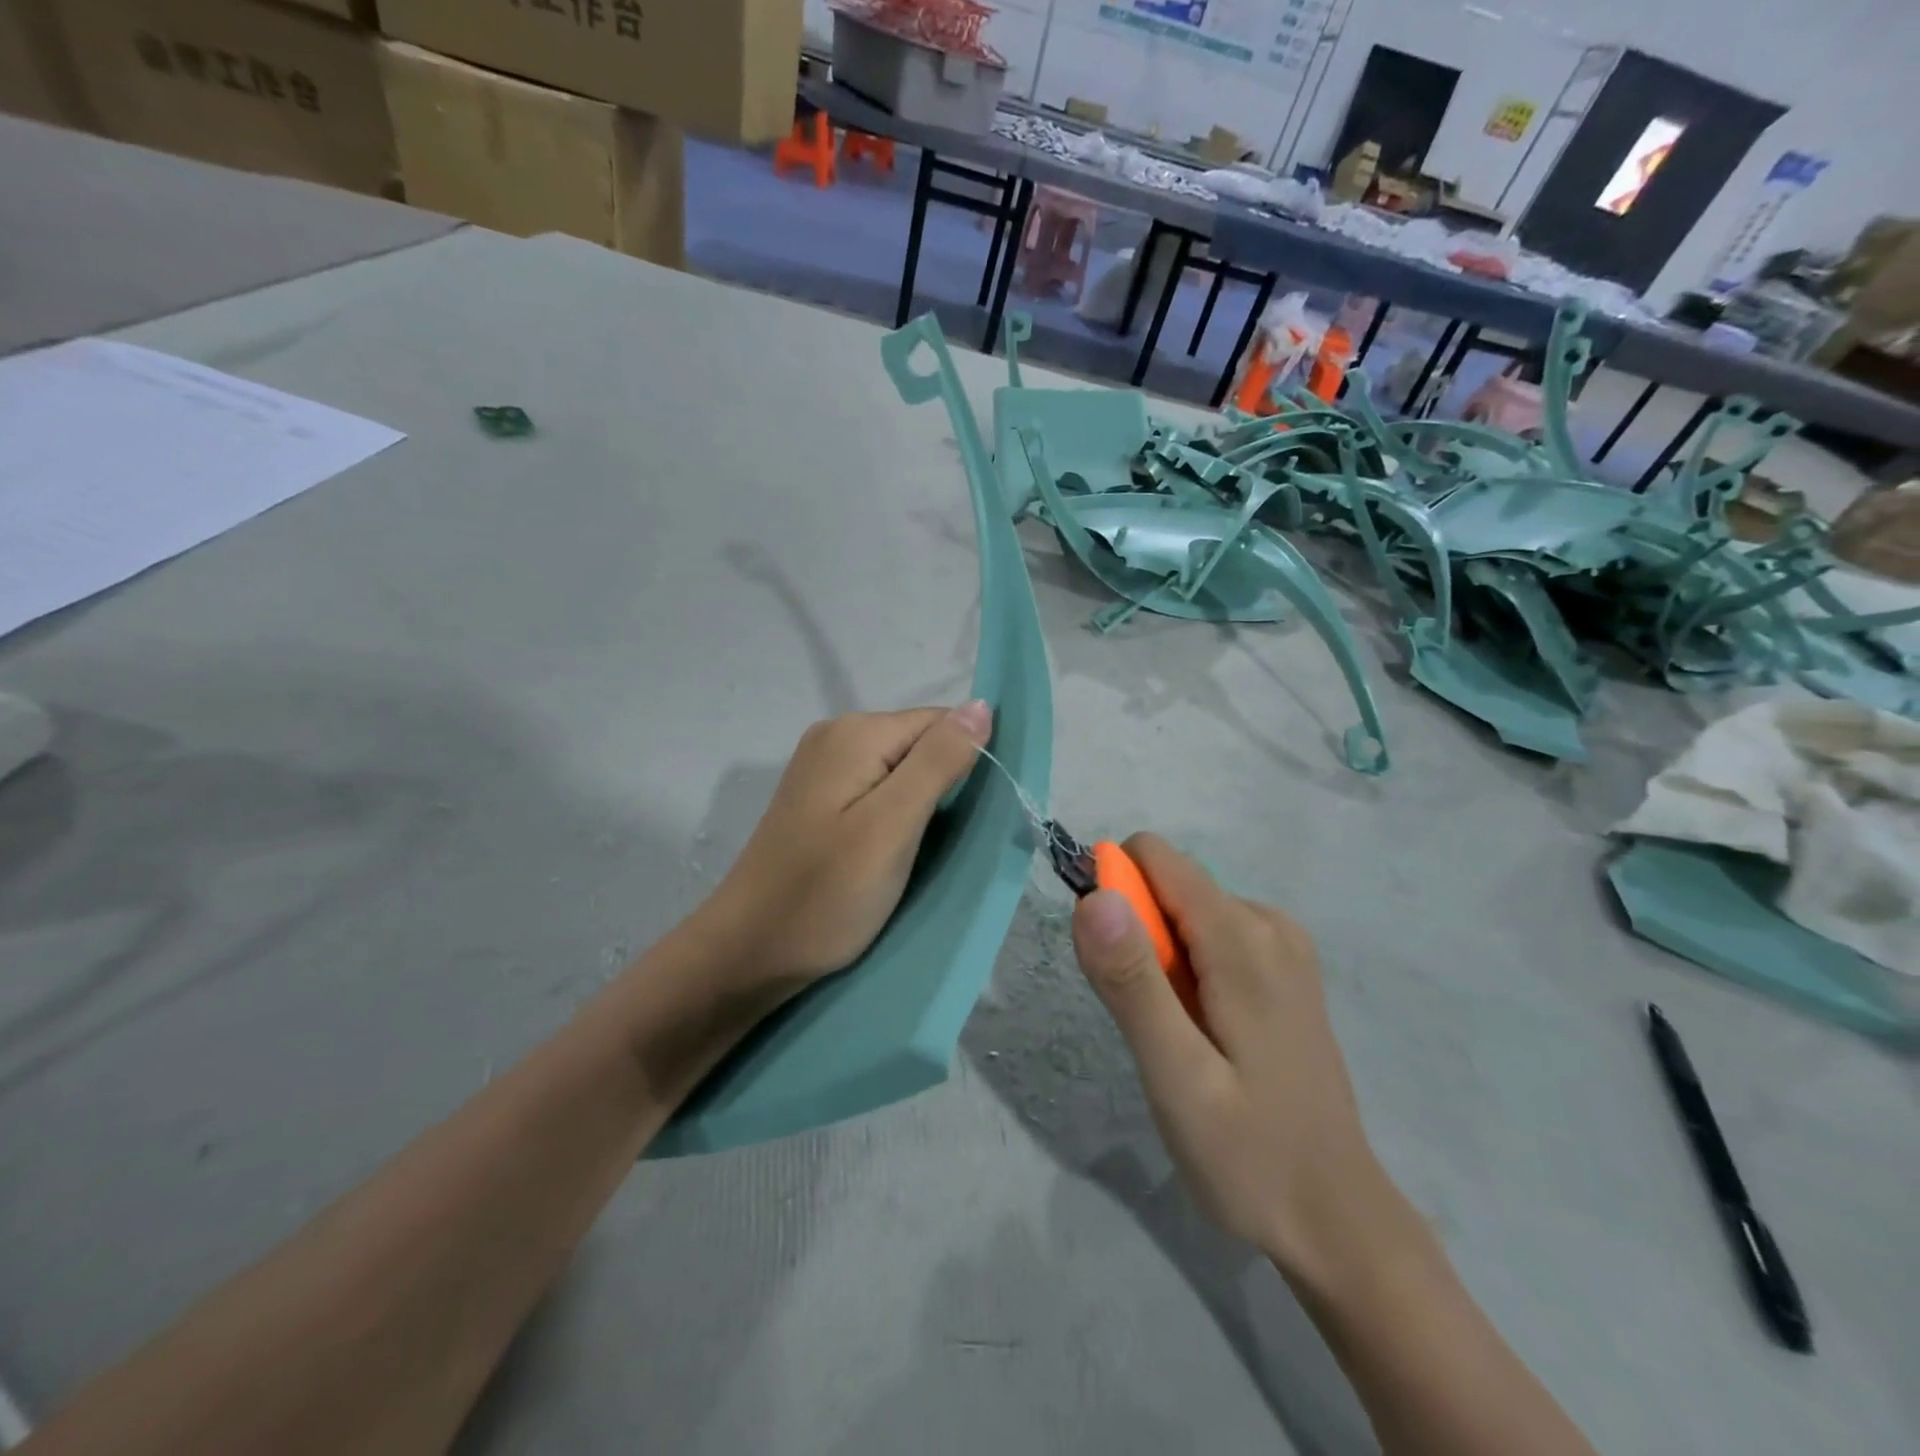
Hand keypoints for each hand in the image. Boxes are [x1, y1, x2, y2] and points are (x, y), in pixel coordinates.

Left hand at [694, 702, 992, 992]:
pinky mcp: (818, 799)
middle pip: (919, 743)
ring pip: (900, 770)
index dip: (967, 762)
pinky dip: (896, 815)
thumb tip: (982, 704)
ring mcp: (822, 767)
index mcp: (856, 733)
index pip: (940, 722)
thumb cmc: (826, 893)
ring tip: (921, 851)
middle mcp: (836, 736)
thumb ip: (938, 761)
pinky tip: (893, 849)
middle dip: (944, 785)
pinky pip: (876, 789)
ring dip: (922, 804)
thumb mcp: (893, 826)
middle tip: (945, 842)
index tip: (974, 816)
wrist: (750, 952)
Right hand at [1071, 834, 1393, 1279]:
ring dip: (1160, 961)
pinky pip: (1211, 936)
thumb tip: (1094, 895)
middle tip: (1151, 1024)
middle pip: (1169, 885)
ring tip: (1180, 1038)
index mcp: (1243, 938)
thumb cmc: (1250, 1157)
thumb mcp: (1176, 1077)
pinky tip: (1204, 1035)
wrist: (1337, 1222)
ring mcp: (1283, 946)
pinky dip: (1187, 972)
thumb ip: (1131, 981)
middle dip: (1137, 939)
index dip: (1113, 893)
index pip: (1154, 857)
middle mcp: (1268, 923)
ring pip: (1186, 912)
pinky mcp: (1283, 969)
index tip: (1106, 964)